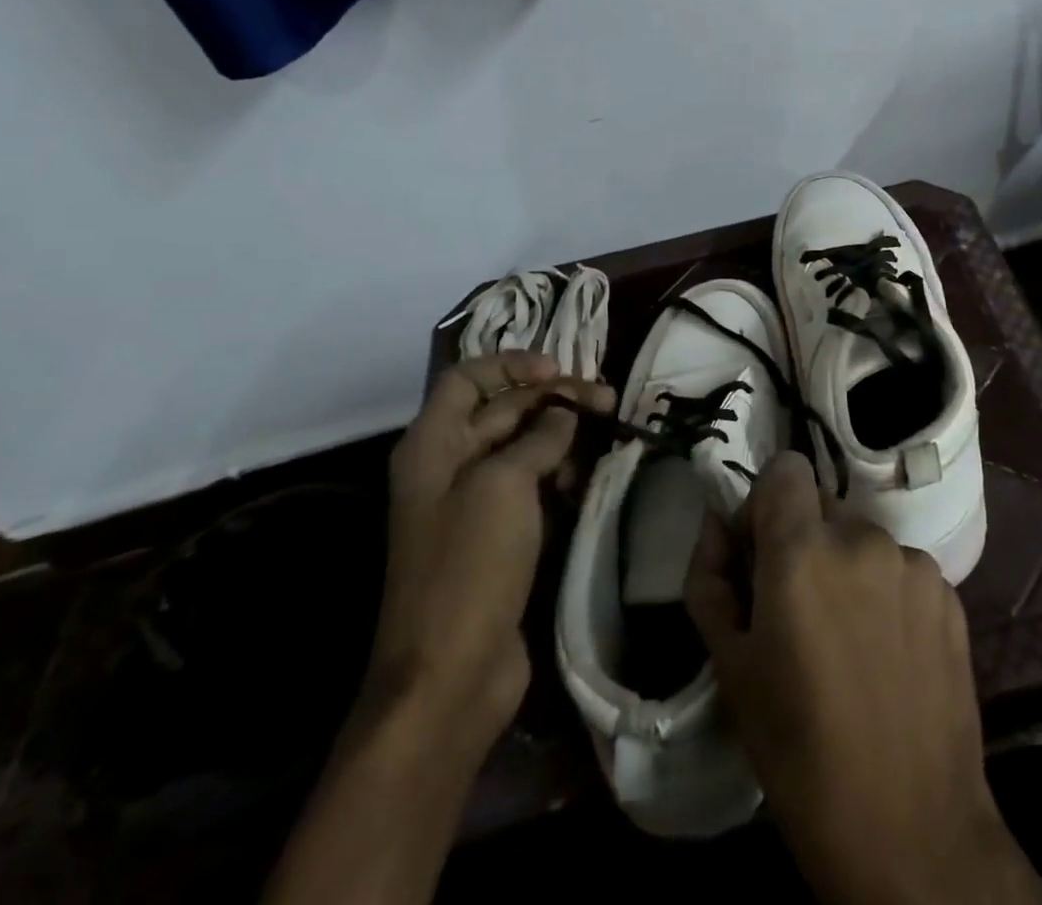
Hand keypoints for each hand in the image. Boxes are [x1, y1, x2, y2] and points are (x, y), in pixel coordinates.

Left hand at [367, 352, 613, 753]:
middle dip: (553, 399)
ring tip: (608, 432)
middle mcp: (448, 467)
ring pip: (523, 449)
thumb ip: (538, 437)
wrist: (450, 676)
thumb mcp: (504, 485)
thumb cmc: (469, 567)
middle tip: (608, 399)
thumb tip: (564, 413)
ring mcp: (474, 506)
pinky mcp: (498, 538)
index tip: (559, 371)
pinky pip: (532, 487)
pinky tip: (589, 475)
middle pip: (502, 411)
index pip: (467, 379)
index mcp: (432, 446)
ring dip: (562, 435)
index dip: (511, 365)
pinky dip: (560, 473)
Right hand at [685, 454, 1041, 904]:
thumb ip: (710, 579)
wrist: (913, 834)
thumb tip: (715, 525)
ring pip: (861, 540)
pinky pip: (900, 569)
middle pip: (821, 506)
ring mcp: (913, 563)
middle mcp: (863, 538)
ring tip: (845, 643)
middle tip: (796, 612)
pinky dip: (884, 592)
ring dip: (845, 569)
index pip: (785, 468)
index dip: (765, 503)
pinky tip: (885, 655)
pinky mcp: (948, 593)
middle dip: (801, 541)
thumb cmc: (800, 754)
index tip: (759, 556)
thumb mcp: (731, 668)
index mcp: (803, 551)